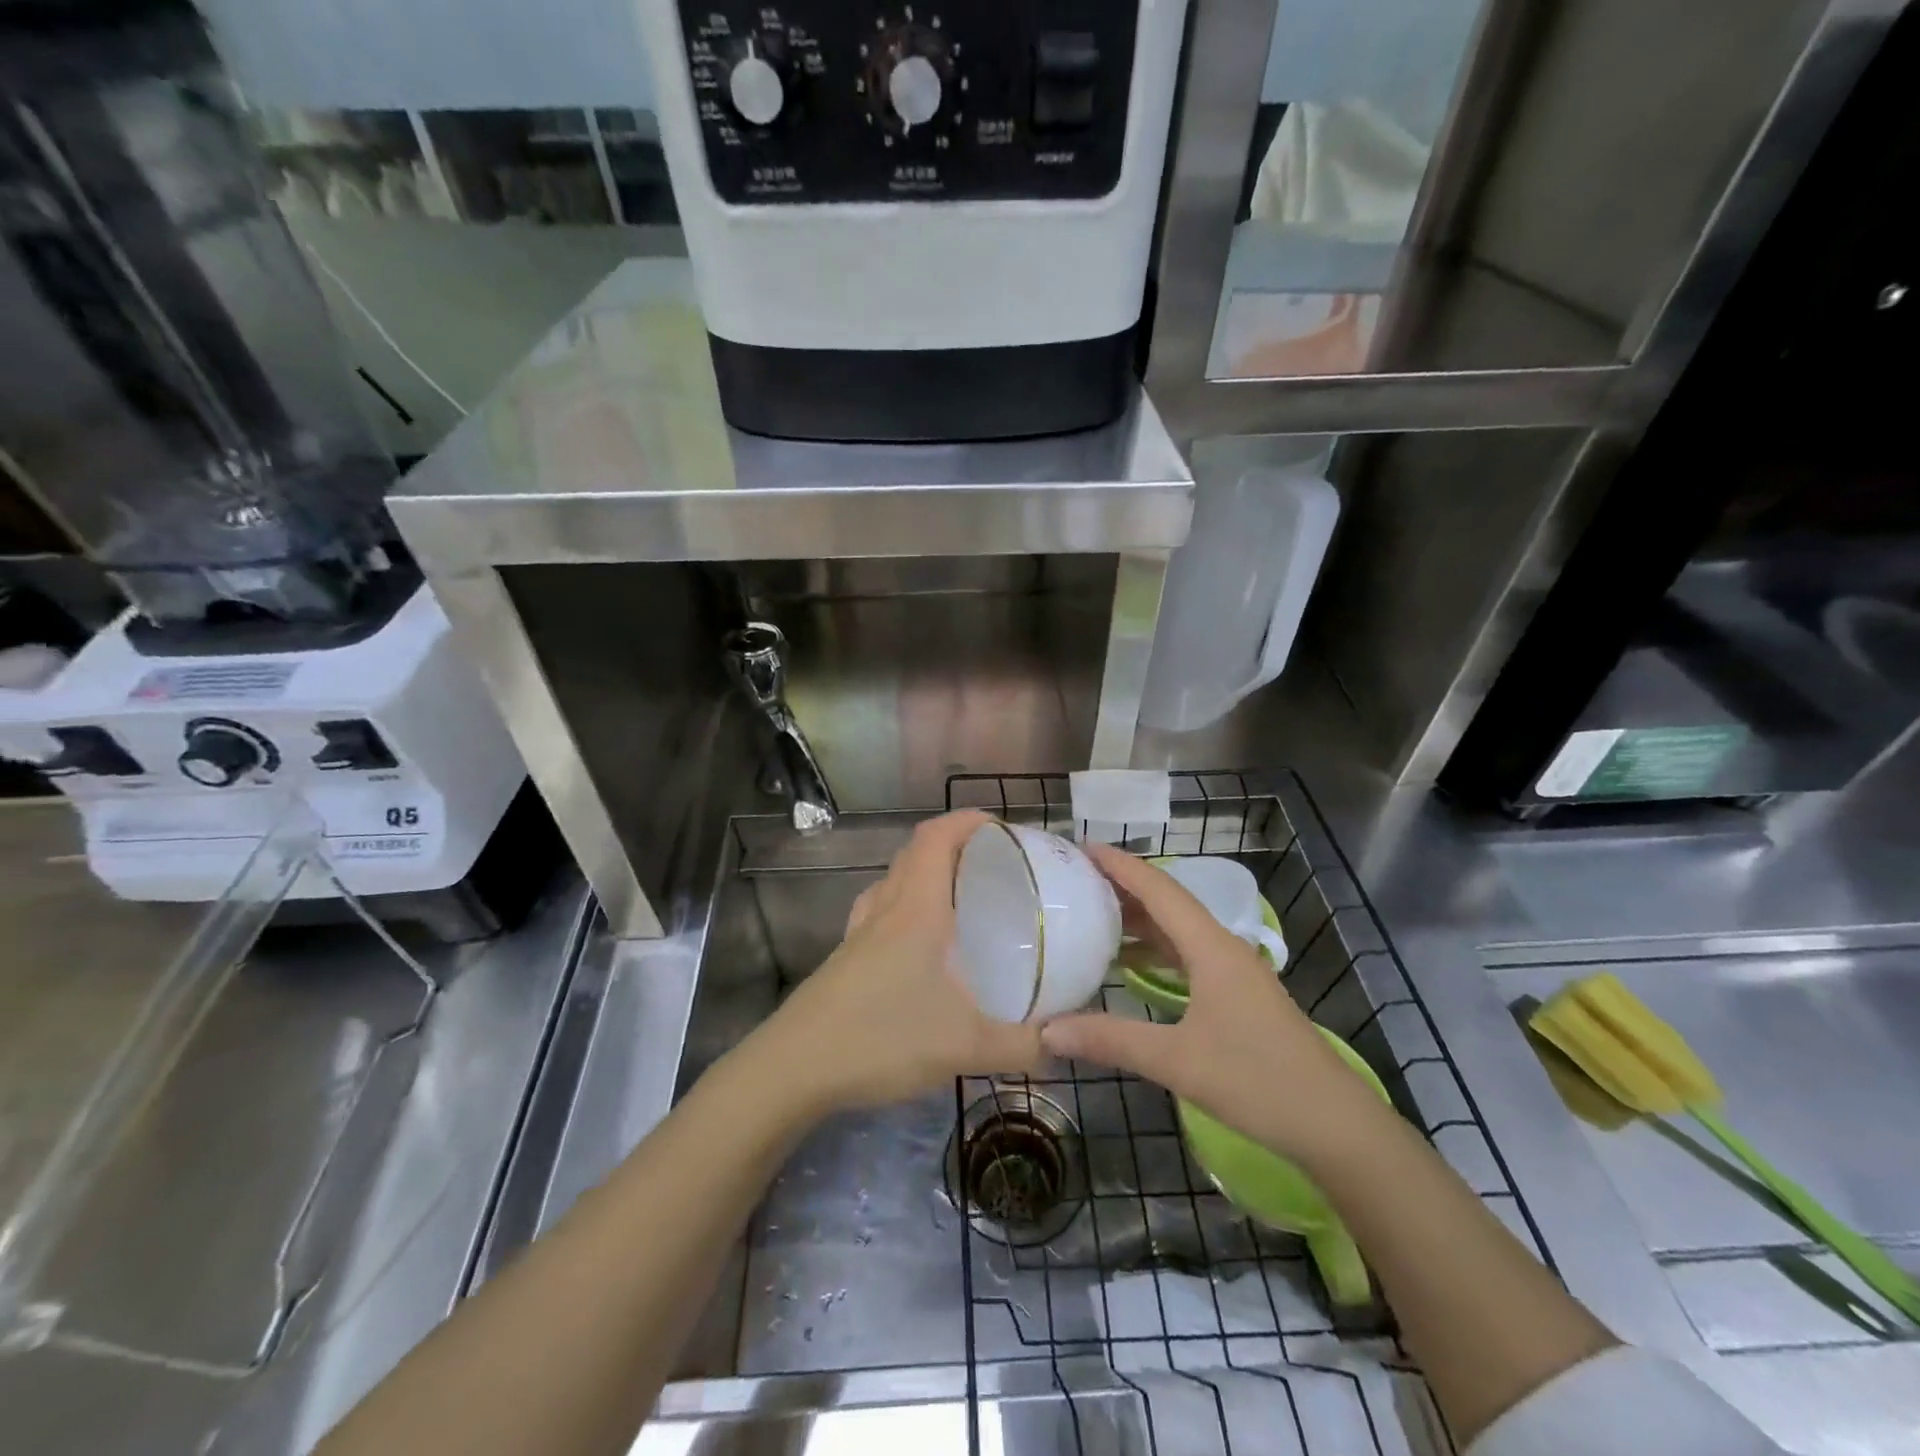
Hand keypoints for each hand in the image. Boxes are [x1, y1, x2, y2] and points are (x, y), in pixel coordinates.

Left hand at [755, 810, 1045, 1114]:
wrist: (793, 1069)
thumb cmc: (881, 1039)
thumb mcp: (965, 1047)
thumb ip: (1023, 1046)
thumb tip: (1066, 1043)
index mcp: (916, 910)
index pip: (936, 838)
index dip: (967, 821)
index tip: (1001, 827)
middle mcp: (885, 910)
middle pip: (914, 853)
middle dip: (953, 844)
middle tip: (991, 864)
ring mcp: (858, 934)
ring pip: (893, 881)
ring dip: (924, 873)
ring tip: (958, 897)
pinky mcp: (844, 959)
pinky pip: (878, 912)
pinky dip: (903, 908)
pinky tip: (919, 945)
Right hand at [1041, 844, 1384, 1162]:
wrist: (1335, 1126)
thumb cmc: (1259, 1082)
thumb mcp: (1177, 1061)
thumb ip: (1111, 1040)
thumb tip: (1047, 1030)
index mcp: (1211, 948)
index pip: (1160, 890)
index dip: (1121, 865)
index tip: (1082, 847)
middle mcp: (1223, 949)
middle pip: (1169, 903)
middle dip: (1124, 886)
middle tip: (1076, 880)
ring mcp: (1233, 973)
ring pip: (1178, 931)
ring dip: (1139, 919)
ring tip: (1093, 915)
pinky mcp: (1237, 996)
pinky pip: (1187, 955)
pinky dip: (1155, 950)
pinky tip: (1130, 966)